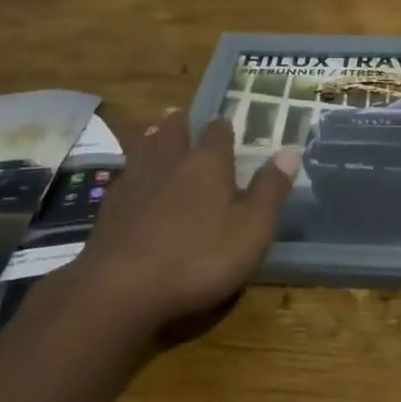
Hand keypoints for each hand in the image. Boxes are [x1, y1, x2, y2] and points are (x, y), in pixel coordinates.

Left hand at [62, 111, 294, 339]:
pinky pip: (122, 176)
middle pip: (174, 131)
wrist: (122, 287)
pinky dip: (129, 170)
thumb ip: (271, 190)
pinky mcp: (110, 206)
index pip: (218, 132)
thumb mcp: (252, 229)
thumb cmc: (199, 257)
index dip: (224, 127)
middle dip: (180, 123)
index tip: (226, 123)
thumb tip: (291, 151)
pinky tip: (128, 178)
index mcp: (208, 163)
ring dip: (150, 138)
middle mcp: (171, 161)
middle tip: (180, 115)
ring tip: (152, 131)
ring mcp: (135, 181)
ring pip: (143, 147)